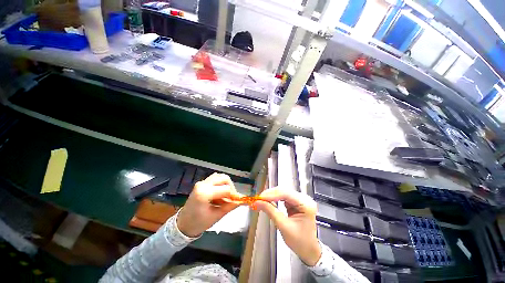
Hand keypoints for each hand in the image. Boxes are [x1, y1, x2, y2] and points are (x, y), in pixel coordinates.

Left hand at [177, 173, 242, 236]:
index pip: (226, 189)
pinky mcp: (201, 183)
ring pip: (219, 177)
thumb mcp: (216, 216)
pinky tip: (220, 194)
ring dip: (226, 184)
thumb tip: (242, 201)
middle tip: (232, 197)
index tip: (239, 201)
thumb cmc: (198, 223)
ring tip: (226, 196)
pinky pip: (215, 179)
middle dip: (231, 187)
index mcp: (204, 193)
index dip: (234, 194)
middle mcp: (203, 184)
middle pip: (223, 178)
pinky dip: (220, 184)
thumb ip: (230, 206)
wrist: (183, 224)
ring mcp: (201, 182)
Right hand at [254, 188, 321, 265]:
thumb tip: (258, 202)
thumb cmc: (300, 242)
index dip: (272, 194)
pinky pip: (283, 197)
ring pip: (282, 193)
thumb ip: (270, 211)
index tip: (259, 197)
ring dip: (271, 196)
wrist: (309, 250)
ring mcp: (300, 199)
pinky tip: (268, 201)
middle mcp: (304, 199)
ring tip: (261, 200)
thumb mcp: (284, 226)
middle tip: (258, 199)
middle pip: (284, 191)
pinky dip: (274, 199)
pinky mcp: (296, 202)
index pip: (286, 194)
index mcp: (306, 204)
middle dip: (270, 194)